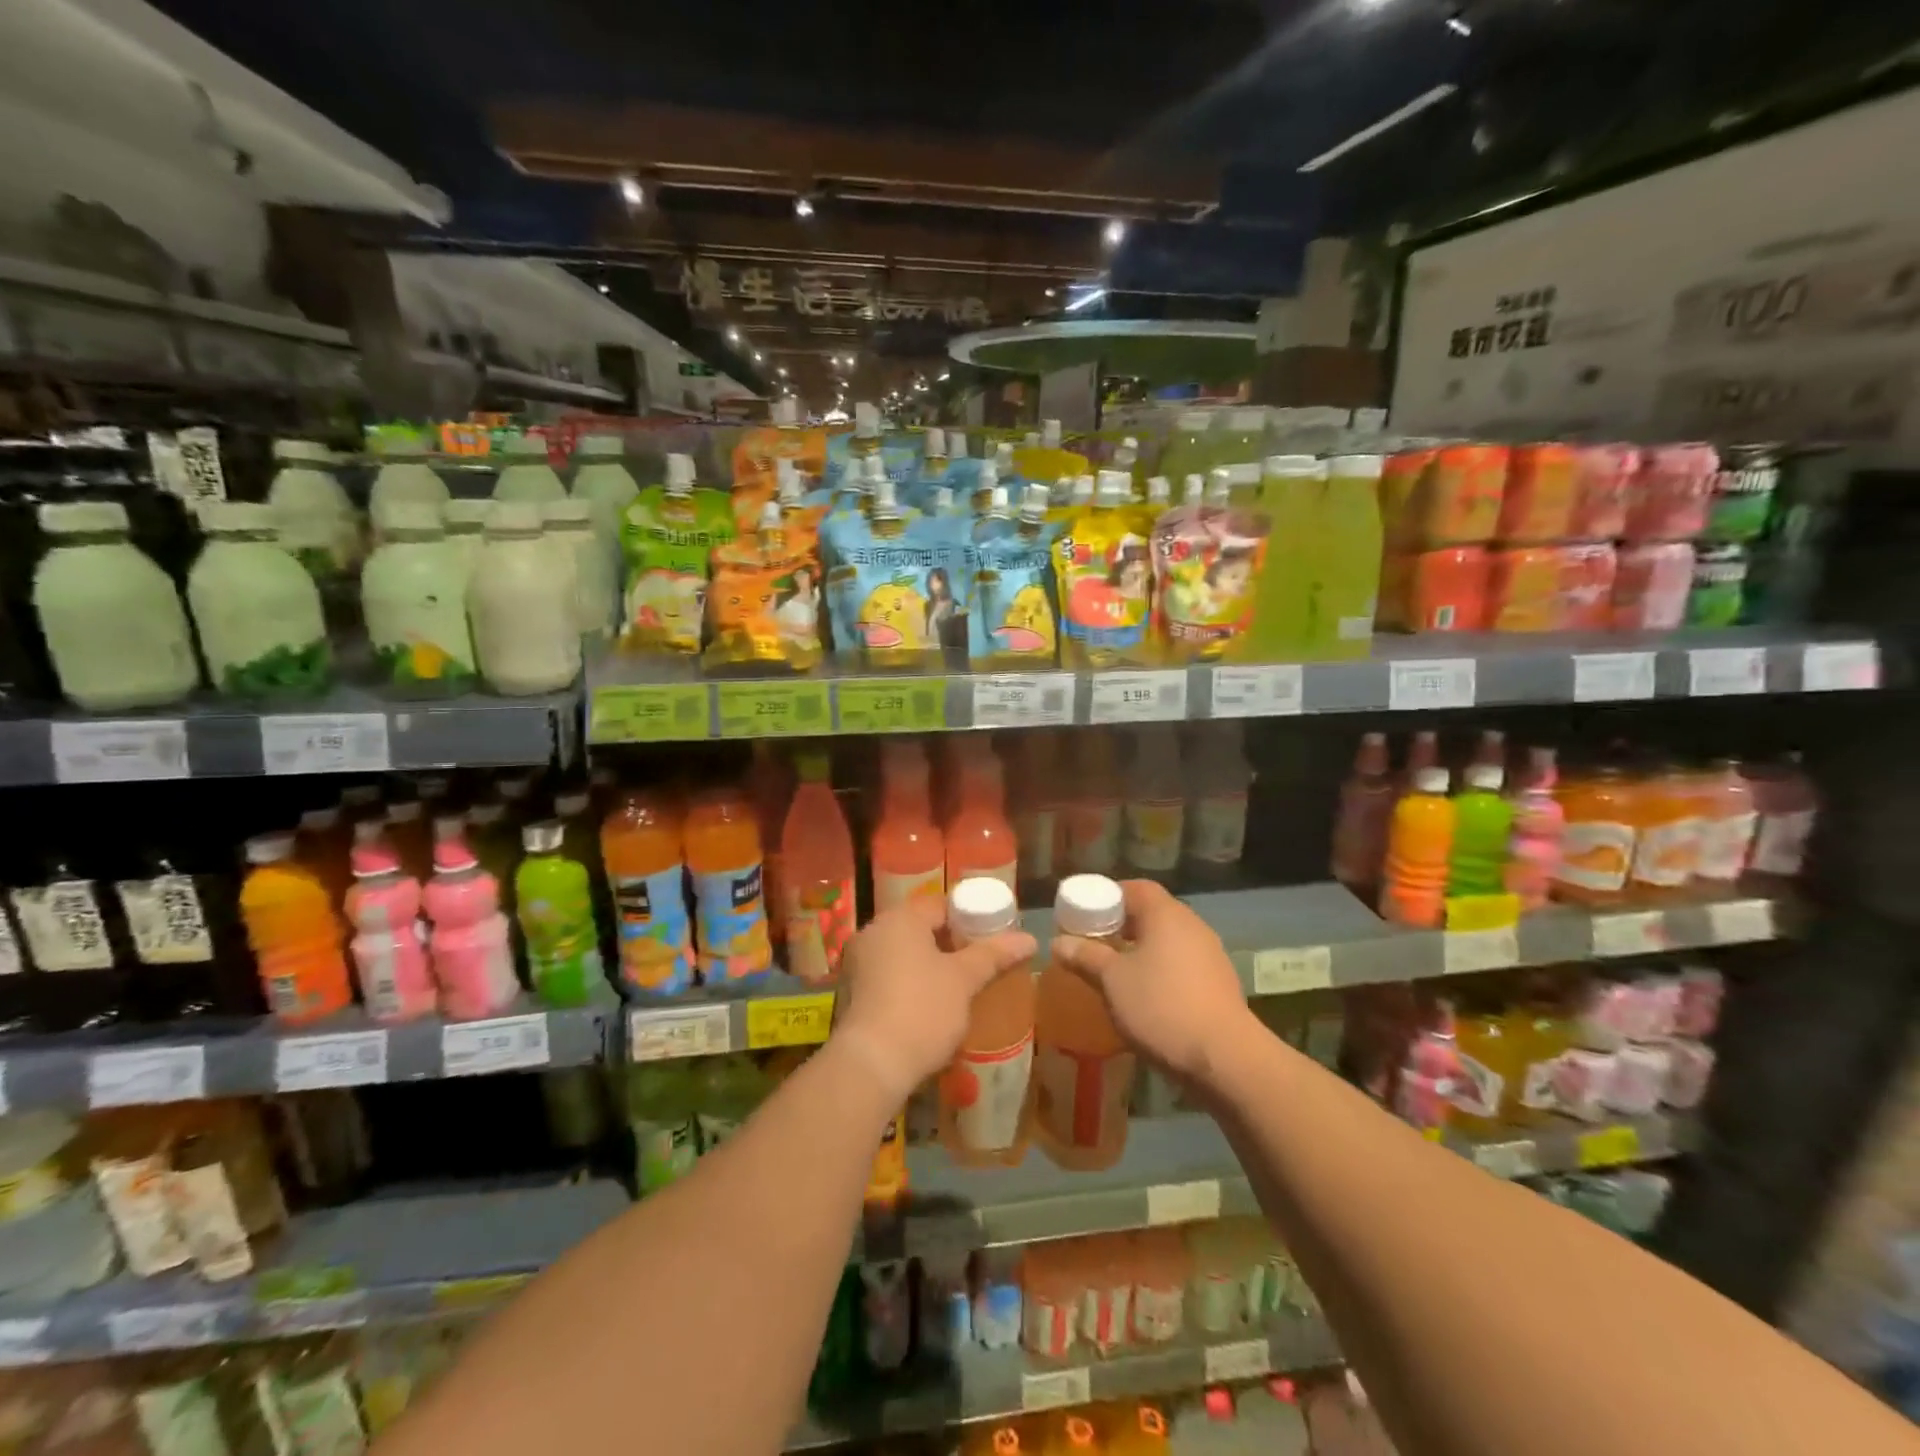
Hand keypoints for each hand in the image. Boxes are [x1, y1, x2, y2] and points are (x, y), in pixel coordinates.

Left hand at [834, 898, 1036, 1103]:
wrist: (871, 1064)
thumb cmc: (922, 1009)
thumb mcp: (964, 980)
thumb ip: (994, 954)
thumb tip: (1029, 939)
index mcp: (900, 918)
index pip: (941, 906)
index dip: (969, 918)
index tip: (991, 939)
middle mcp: (873, 932)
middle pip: (921, 928)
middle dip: (950, 944)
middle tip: (979, 964)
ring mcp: (858, 963)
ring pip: (903, 954)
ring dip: (929, 966)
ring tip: (959, 987)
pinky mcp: (851, 993)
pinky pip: (888, 976)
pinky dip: (909, 984)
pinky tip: (929, 1006)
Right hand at [1050, 879, 1249, 1083]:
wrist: (1225, 1059)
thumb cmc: (1161, 1006)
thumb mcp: (1112, 981)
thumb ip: (1085, 957)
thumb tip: (1058, 942)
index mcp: (1166, 914)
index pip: (1135, 888)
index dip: (1108, 896)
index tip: (1085, 914)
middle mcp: (1192, 926)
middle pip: (1152, 913)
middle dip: (1121, 925)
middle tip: (1094, 942)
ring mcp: (1211, 955)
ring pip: (1168, 941)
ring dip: (1142, 950)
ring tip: (1116, 972)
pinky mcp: (1219, 984)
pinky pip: (1182, 965)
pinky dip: (1161, 971)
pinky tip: (1146, 996)